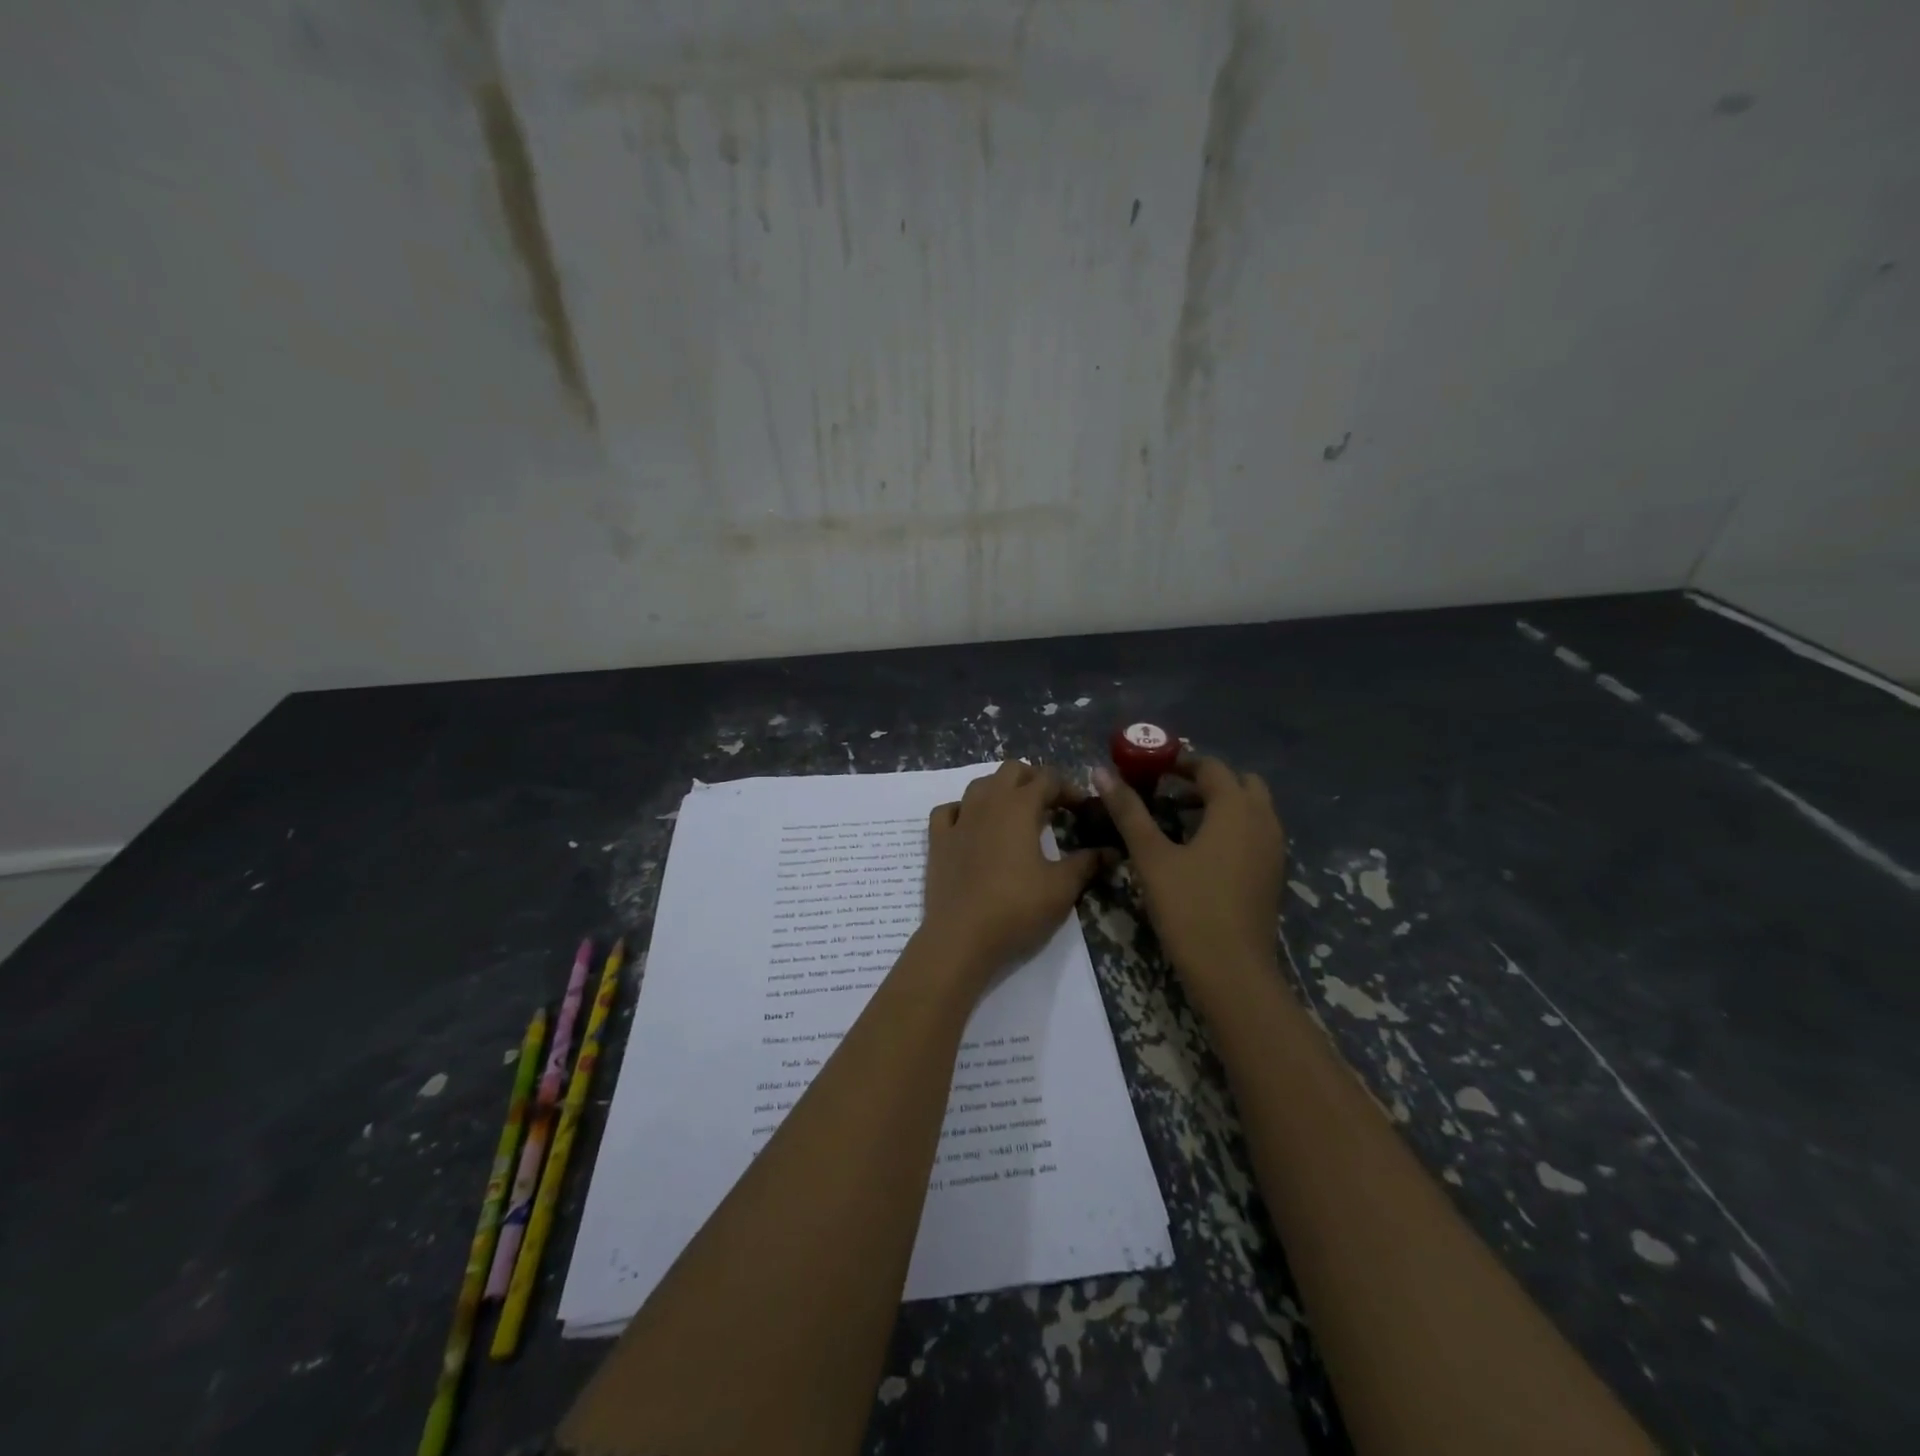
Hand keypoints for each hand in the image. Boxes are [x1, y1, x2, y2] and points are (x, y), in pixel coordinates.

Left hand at [919, 761, 1109, 993]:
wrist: (961, 937)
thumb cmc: (1017, 907)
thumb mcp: (1062, 888)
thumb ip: (1087, 863)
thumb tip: (1111, 851)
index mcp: (1019, 806)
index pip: (1048, 779)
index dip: (1069, 788)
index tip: (1082, 808)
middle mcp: (987, 802)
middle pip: (1012, 770)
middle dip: (1034, 779)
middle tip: (1051, 804)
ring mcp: (959, 819)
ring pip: (980, 784)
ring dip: (1001, 789)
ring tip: (1016, 812)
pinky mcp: (937, 840)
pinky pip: (949, 810)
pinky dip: (964, 809)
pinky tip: (972, 824)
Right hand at [1093, 755, 1286, 1015]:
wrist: (1232, 972)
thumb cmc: (1189, 908)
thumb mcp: (1151, 857)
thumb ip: (1128, 811)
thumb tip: (1101, 772)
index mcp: (1235, 809)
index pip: (1211, 767)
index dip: (1180, 761)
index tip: (1150, 767)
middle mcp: (1263, 821)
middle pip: (1239, 783)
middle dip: (1206, 780)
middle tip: (1168, 790)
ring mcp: (1273, 850)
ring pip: (1251, 809)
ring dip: (1220, 803)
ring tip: (1180, 818)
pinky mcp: (1272, 874)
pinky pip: (1255, 833)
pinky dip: (1232, 827)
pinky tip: (1201, 850)